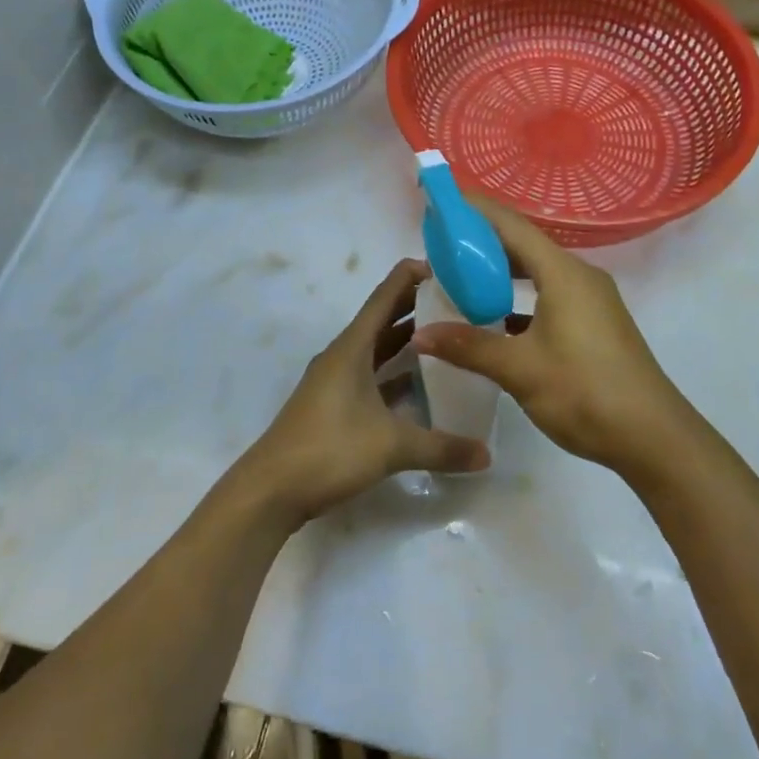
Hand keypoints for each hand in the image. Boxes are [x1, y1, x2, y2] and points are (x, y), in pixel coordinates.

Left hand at [240, 259, 490, 526]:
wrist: (271, 489)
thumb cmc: (329, 449)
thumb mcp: (391, 446)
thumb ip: (442, 448)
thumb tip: (487, 454)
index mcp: (353, 346)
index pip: (387, 294)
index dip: (415, 275)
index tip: (452, 269)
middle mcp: (344, 354)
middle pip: (385, 317)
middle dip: (420, 305)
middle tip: (462, 301)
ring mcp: (337, 379)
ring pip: (379, 348)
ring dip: (409, 340)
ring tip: (449, 336)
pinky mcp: (335, 404)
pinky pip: (373, 375)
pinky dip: (397, 373)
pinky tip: (424, 386)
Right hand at [412, 198, 691, 475]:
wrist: (654, 438)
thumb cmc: (585, 391)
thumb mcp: (520, 369)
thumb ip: (469, 347)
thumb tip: (421, 335)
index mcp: (563, 273)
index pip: (511, 225)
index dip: (475, 210)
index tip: (443, 201)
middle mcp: (579, 276)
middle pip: (524, 245)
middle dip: (483, 241)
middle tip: (441, 243)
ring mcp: (591, 300)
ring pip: (538, 272)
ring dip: (501, 272)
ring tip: (461, 276)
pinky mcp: (595, 323)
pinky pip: (550, 294)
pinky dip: (520, 297)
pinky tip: (495, 318)